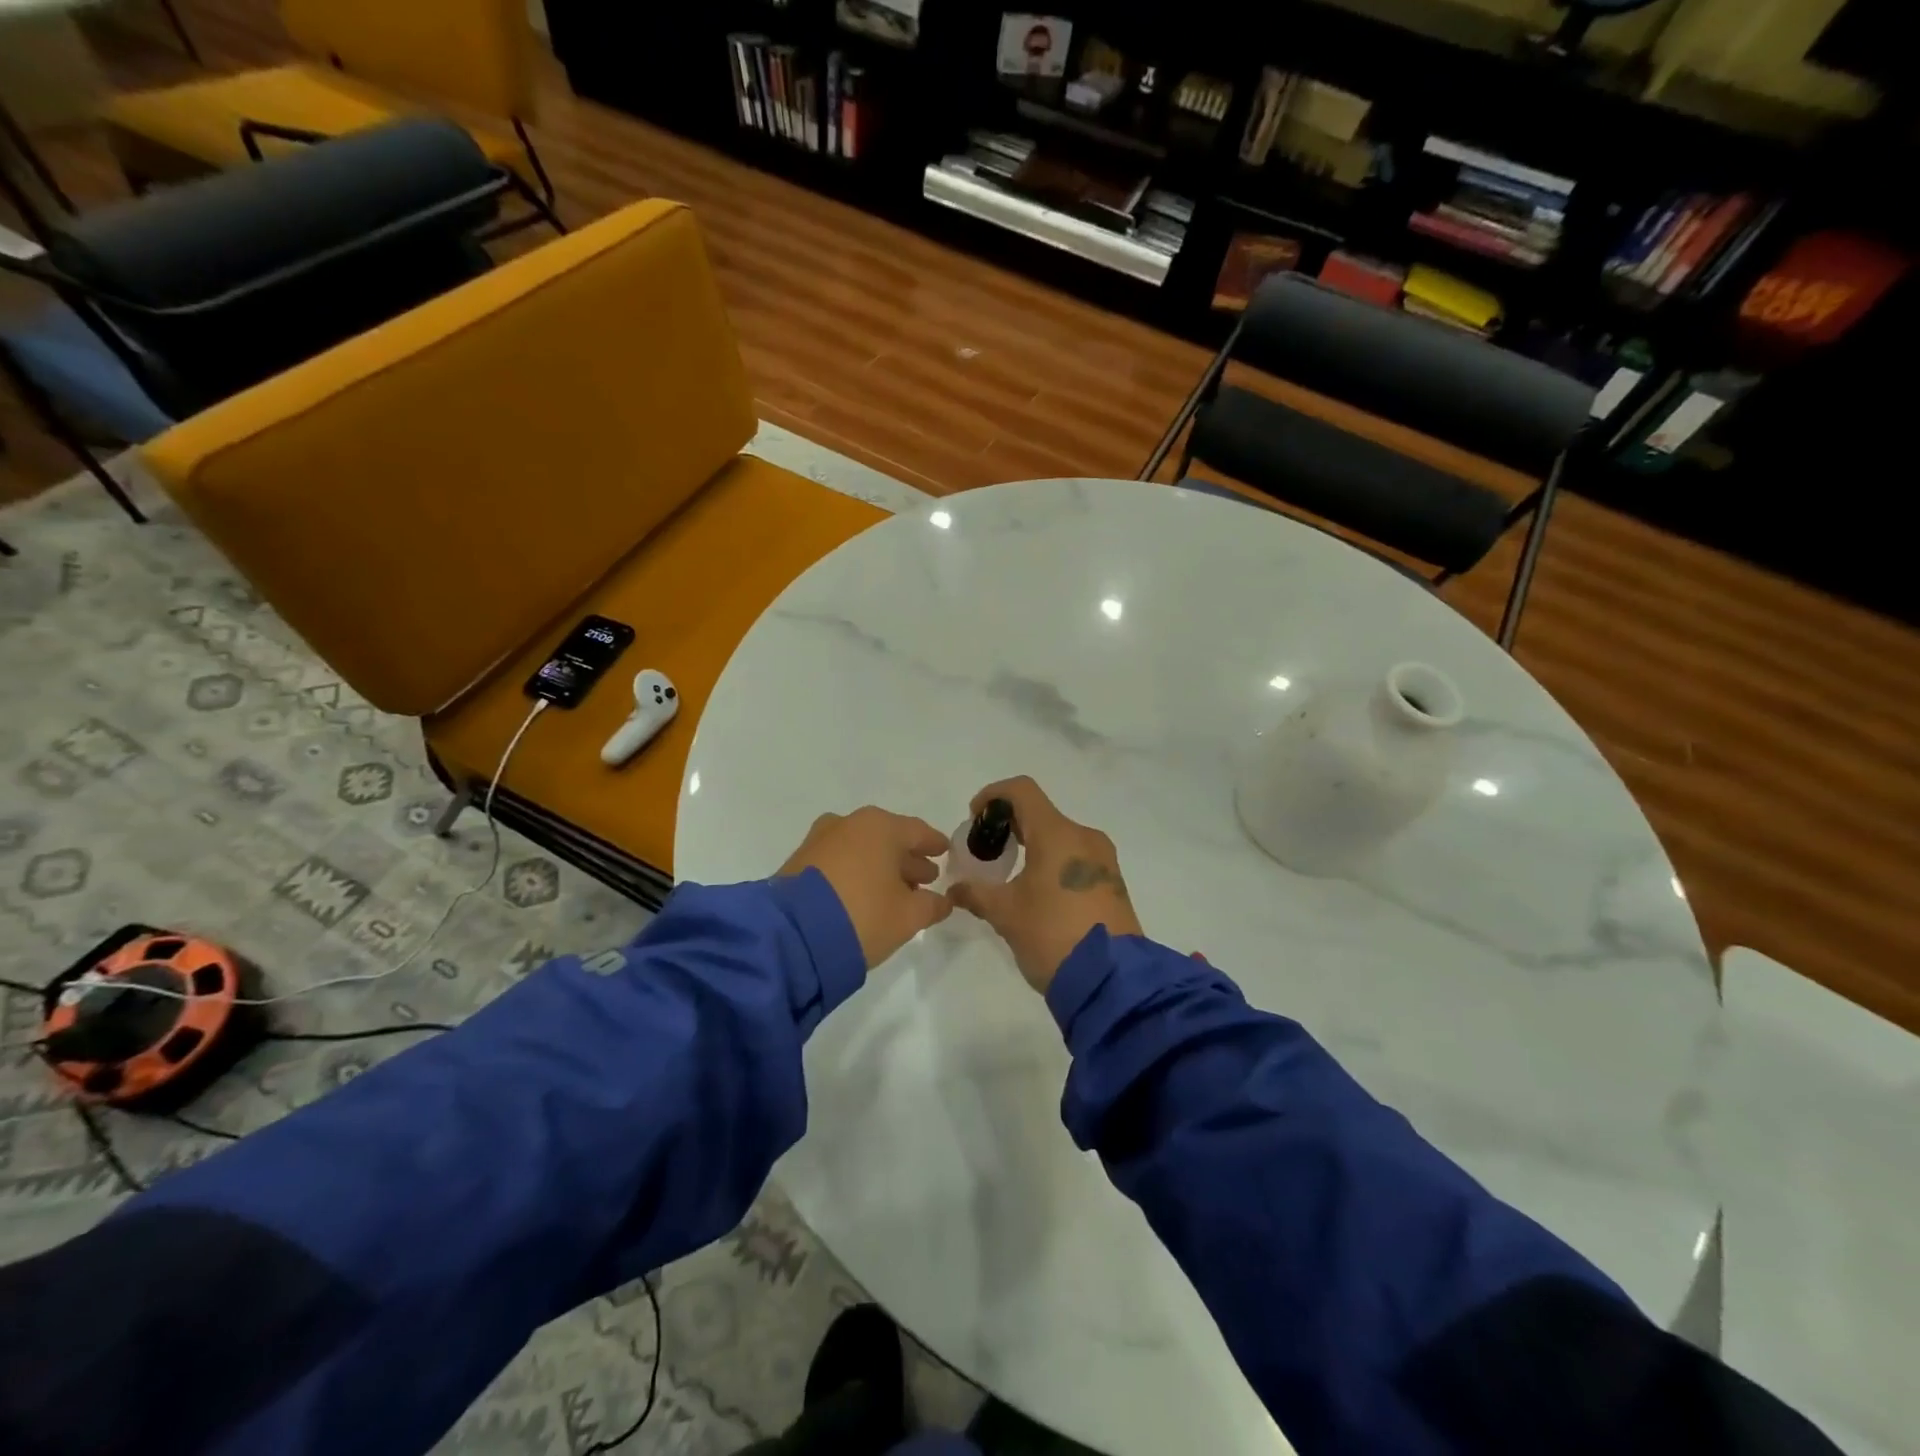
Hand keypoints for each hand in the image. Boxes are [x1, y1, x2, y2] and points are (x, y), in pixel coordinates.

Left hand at [779, 807, 952, 969]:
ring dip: (880, 867)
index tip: (945, 852)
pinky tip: (863, 894)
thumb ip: (932, 905)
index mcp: (881, 826)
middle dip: (907, 859)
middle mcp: (849, 823)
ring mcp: (820, 840)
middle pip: (888, 838)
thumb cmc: (863, 915)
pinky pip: (839, 861)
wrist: (793, 936)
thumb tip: (942, 901)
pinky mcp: (799, 862)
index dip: (934, 845)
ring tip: (894, 891)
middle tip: (925, 879)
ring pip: (861, 849)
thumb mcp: (908, 916)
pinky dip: (855, 872)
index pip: (918, 832)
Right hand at [948, 777, 1141, 993]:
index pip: (1022, 791)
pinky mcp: (1112, 882)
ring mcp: (1103, 860)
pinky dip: (1052, 861)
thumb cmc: (1052, 936)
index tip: (974, 818)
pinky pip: (1076, 857)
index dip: (992, 795)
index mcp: (1058, 834)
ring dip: (1032, 845)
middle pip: (1040, 813)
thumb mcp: (1006, 914)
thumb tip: (955, 888)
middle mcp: (1084, 837)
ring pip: (1060, 836)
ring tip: (1009, 876)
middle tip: (986, 852)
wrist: (1112, 982)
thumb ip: (976, 893)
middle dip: (1009, 825)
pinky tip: (1037, 892)